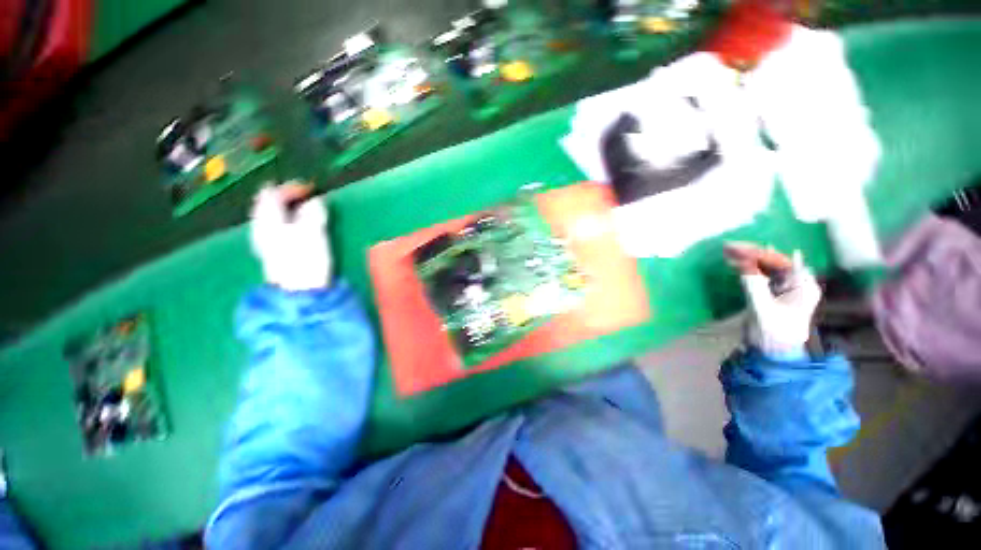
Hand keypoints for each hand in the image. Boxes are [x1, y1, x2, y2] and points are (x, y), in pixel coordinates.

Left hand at [250, 181, 331, 291]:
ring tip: (305, 207)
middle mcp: (262, 228)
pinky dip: (289, 220)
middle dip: (287, 197)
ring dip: (288, 209)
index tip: (311, 188)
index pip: (272, 194)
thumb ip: (313, 213)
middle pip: (268, 204)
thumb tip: (315, 200)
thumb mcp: (313, 232)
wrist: (300, 291)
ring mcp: (267, 241)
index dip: (291, 188)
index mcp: (268, 220)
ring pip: (272, 216)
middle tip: (306, 195)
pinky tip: (299, 225)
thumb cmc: (306, 259)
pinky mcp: (275, 251)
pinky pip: (278, 227)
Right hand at [724, 242, 820, 356]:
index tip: (736, 248)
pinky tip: (735, 263)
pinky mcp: (771, 292)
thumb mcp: (762, 309)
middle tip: (728, 247)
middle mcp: (796, 283)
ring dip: (748, 258)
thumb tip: (742, 264)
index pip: (781, 261)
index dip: (759, 252)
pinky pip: (760, 274)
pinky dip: (747, 268)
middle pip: (774, 261)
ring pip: (766, 266)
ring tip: (728, 251)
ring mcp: (783, 287)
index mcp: (802, 286)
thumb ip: (753, 286)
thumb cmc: (774, 333)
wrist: (774, 353)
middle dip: (751, 252)